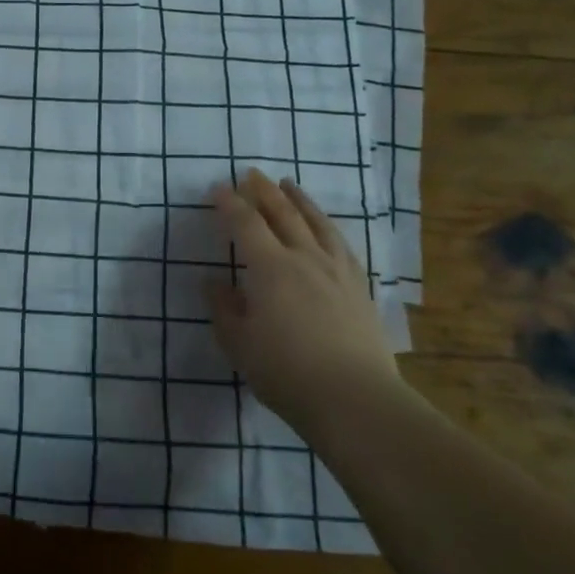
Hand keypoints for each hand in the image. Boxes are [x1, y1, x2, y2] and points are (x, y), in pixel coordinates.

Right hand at [208, 171, 401, 428]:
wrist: (355, 399)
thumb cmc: (286, 372)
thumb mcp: (239, 344)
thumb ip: (223, 308)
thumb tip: (214, 282)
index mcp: (270, 268)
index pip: (246, 224)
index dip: (229, 204)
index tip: (217, 189)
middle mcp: (305, 259)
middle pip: (283, 214)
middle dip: (264, 191)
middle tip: (251, 174)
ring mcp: (337, 271)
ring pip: (317, 223)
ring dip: (299, 200)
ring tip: (289, 185)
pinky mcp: (360, 288)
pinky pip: (341, 244)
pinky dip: (327, 227)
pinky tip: (326, 228)